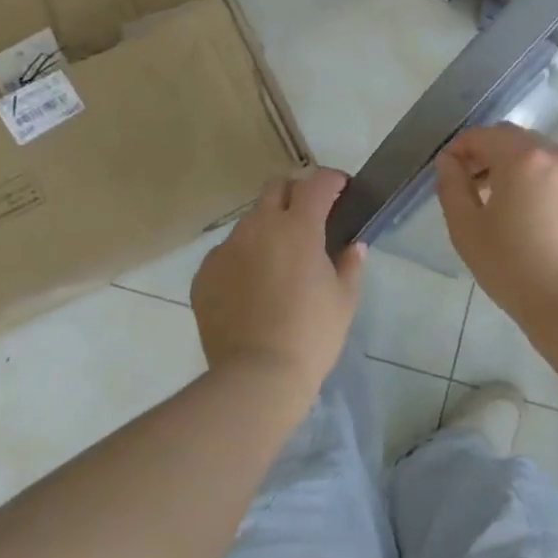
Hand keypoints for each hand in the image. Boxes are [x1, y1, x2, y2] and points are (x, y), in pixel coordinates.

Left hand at [191, 168, 364, 400]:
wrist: (255, 378)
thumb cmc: (311, 335)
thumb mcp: (344, 300)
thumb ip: (350, 264)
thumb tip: (353, 246)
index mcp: (299, 227)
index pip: (318, 183)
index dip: (333, 180)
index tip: (341, 189)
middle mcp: (259, 226)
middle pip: (277, 187)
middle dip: (296, 193)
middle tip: (309, 217)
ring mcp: (227, 248)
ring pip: (249, 220)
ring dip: (267, 227)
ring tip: (277, 259)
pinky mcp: (204, 273)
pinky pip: (226, 252)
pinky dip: (242, 258)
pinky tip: (251, 287)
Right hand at [434, 124, 557, 327]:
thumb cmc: (512, 267)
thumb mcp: (466, 228)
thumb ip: (452, 185)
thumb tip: (449, 162)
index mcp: (523, 157)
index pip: (483, 135)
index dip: (460, 148)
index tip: (447, 170)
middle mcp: (557, 156)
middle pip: (515, 139)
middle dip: (489, 153)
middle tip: (472, 183)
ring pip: (541, 157)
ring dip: (517, 167)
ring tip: (503, 202)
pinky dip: (543, 184)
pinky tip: (535, 218)